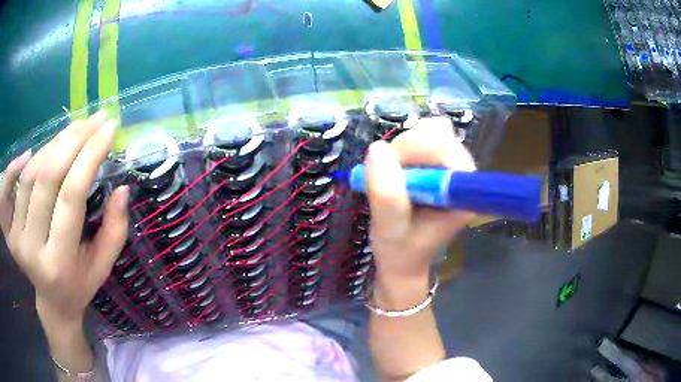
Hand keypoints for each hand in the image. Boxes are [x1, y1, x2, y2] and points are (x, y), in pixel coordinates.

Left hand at [0, 111, 128, 324]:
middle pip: (46, 180)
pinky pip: (5, 193)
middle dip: (72, 141)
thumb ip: (115, 229)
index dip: (89, 156)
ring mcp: (16, 239)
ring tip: (72, 130)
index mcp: (59, 263)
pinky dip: (12, 169)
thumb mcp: (103, 265)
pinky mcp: (8, 233)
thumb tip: (122, 188)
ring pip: (29, 177)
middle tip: (92, 120)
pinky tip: (27, 153)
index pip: (71, 197)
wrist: (53, 302)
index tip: (108, 128)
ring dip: (50, 146)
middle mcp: (32, 250)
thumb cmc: (80, 283)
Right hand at [364, 117, 474, 295]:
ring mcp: (450, 166)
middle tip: (384, 173)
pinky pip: (419, 139)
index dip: (414, 149)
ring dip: (401, 148)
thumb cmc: (401, 251)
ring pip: (427, 132)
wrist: (403, 261)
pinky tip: (394, 172)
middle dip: (405, 148)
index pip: (445, 146)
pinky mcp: (437, 164)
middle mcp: (461, 173)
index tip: (387, 168)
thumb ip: (386, 193)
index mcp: (461, 190)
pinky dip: (400, 150)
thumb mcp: (390, 228)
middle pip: (437, 133)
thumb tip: (377, 148)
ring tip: (388, 176)